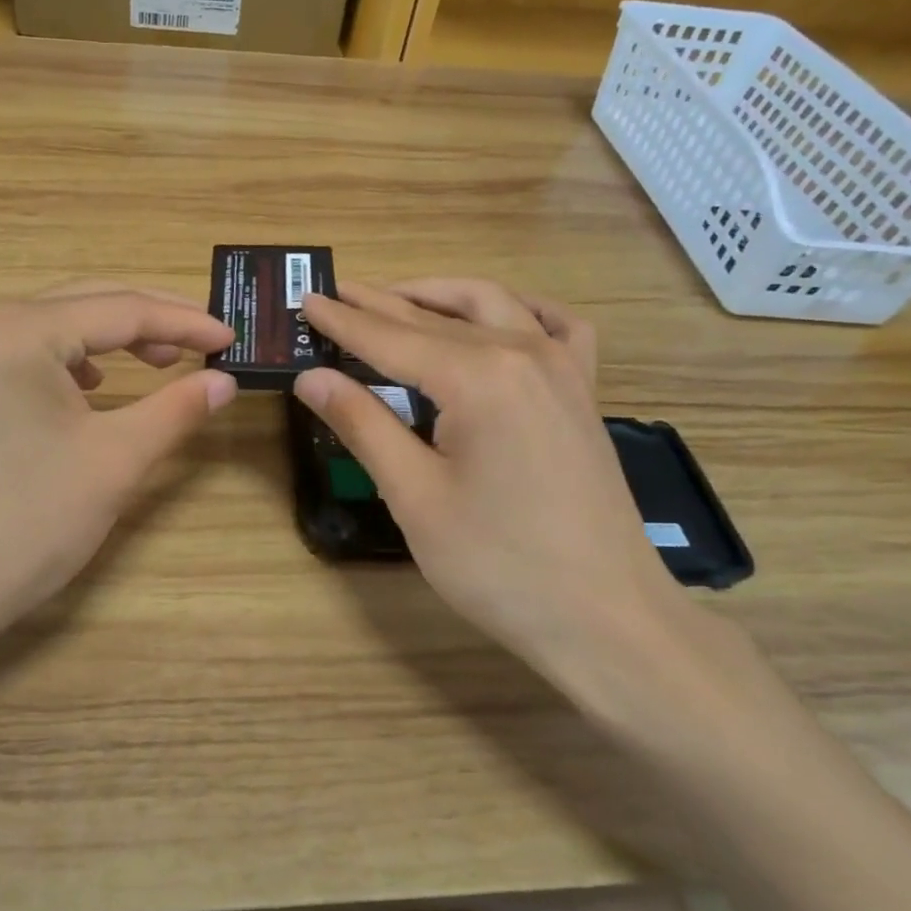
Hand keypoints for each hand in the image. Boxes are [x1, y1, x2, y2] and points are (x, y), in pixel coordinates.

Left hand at [0, 282, 236, 658]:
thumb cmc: (28, 523)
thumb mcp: (116, 460)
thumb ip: (177, 408)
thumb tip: (226, 381)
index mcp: (19, 330)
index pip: (122, 310)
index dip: (185, 323)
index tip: (232, 339)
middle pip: (87, 304)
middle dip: (152, 322)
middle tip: (207, 344)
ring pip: (58, 325)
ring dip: (113, 338)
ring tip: (160, 363)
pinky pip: (28, 350)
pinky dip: (73, 358)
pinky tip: (95, 386)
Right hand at [295, 279, 713, 719]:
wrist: (605, 617)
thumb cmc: (498, 564)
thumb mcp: (414, 496)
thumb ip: (363, 425)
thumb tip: (311, 377)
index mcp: (478, 377)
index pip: (392, 339)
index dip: (344, 322)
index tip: (306, 301)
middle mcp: (525, 353)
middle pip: (437, 318)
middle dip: (382, 304)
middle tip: (337, 294)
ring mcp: (564, 369)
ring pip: (494, 307)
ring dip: (441, 297)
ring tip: (397, 299)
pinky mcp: (584, 393)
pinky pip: (556, 327)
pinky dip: (518, 311)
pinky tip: (499, 319)